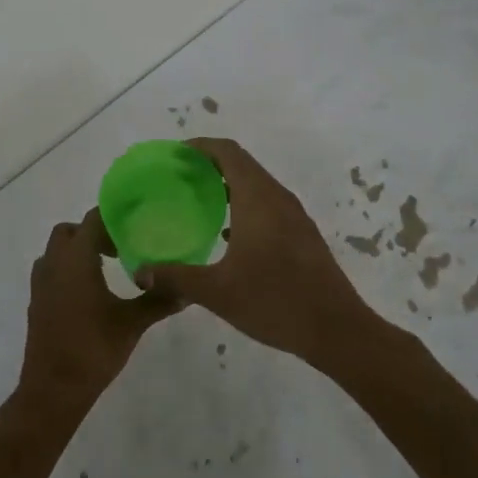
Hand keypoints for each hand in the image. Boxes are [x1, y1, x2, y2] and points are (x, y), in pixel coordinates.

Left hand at [17, 209, 181, 414]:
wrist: (53, 389)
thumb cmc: (93, 349)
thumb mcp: (131, 323)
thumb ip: (158, 301)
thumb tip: (187, 290)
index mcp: (76, 258)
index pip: (93, 219)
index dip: (113, 217)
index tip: (135, 225)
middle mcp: (54, 262)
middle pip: (71, 231)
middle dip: (94, 233)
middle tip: (120, 249)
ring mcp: (41, 282)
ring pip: (57, 250)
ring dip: (78, 251)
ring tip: (106, 268)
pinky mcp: (36, 301)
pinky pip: (51, 270)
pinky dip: (67, 269)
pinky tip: (88, 293)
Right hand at [134, 138, 377, 368]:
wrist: (337, 330)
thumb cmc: (275, 302)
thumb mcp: (217, 292)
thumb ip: (176, 277)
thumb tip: (140, 271)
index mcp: (257, 198)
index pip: (228, 152)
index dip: (200, 146)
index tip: (175, 154)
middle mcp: (277, 197)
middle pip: (242, 164)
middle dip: (210, 164)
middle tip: (178, 177)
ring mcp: (294, 216)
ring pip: (256, 184)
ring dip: (228, 184)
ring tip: (198, 202)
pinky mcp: (302, 235)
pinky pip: (268, 204)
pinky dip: (244, 204)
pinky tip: (227, 234)